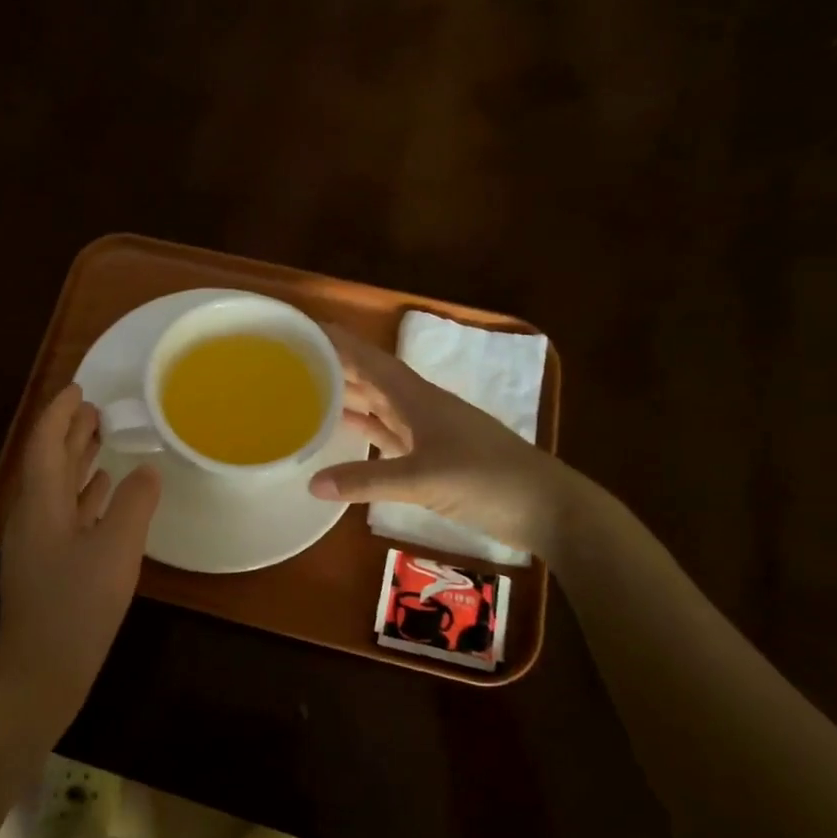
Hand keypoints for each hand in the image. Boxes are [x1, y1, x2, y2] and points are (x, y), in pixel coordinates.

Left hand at [0, 384, 161, 720]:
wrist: (41, 672)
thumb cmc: (77, 606)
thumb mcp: (116, 550)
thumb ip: (134, 504)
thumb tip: (147, 471)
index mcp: (41, 503)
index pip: (46, 443)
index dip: (60, 412)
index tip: (79, 388)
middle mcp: (34, 516)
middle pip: (49, 462)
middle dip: (69, 432)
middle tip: (96, 408)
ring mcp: (39, 543)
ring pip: (58, 488)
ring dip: (77, 460)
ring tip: (101, 438)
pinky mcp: (49, 565)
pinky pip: (66, 514)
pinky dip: (84, 495)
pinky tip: (103, 491)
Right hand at [309, 327, 579, 557]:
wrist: (545, 508)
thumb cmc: (487, 479)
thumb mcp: (423, 479)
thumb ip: (367, 481)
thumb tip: (311, 483)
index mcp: (418, 397)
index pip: (370, 360)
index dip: (339, 342)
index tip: (303, 329)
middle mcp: (419, 407)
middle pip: (371, 379)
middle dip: (335, 367)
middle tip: (292, 363)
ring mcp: (427, 433)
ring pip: (378, 406)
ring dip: (347, 398)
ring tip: (306, 393)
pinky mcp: (431, 458)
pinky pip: (387, 436)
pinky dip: (364, 432)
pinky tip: (341, 432)